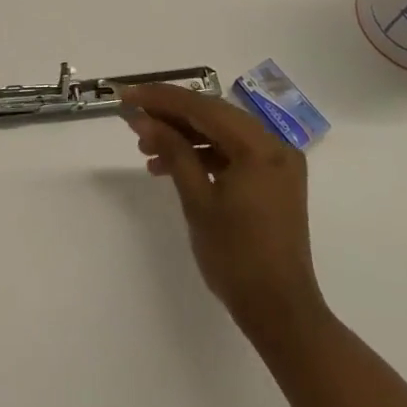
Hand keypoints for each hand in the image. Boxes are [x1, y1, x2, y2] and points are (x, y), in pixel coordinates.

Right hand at [123, 83, 325, 339]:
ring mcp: (277, 163)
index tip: (126, 95)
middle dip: (171, 115)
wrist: (280, 311)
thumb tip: (144, 120)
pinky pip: (233, 154)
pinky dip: (202, 156)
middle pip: (214, 116)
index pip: (204, 108)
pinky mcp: (272, 180)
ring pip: (222, 134)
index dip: (162, 98)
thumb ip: (173, 152)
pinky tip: (170, 166)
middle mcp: (275, 145)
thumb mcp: (198, 201)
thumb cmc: (236, 257)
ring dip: (184, 137)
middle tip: (132, 119)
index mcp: (260, 147)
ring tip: (145, 149)